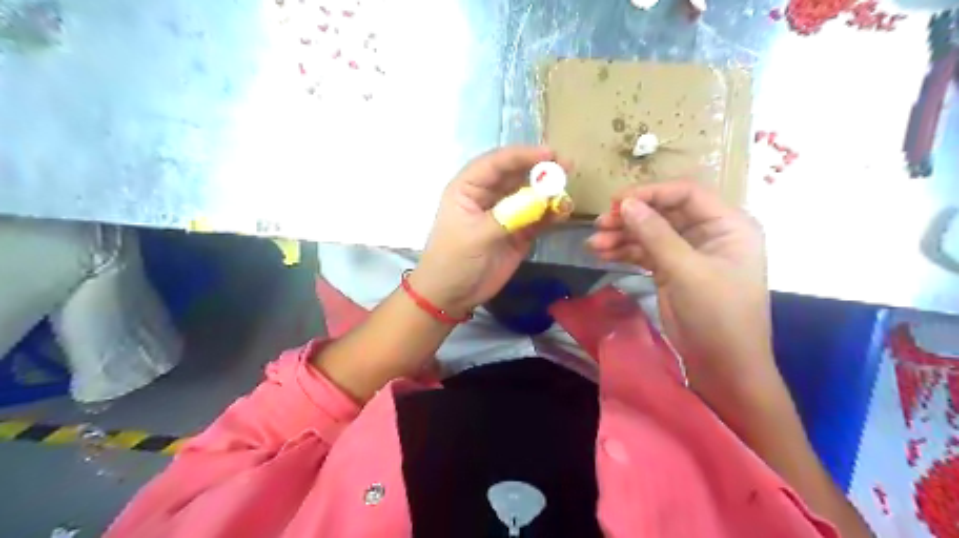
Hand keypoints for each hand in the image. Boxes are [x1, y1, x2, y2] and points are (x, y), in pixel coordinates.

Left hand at [411, 144, 567, 317]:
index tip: (549, 154)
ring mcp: (505, 214)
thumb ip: (509, 216)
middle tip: (567, 167)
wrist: (451, 295)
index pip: (496, 163)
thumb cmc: (453, 260)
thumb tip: (542, 199)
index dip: (522, 155)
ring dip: (549, 193)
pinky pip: (537, 218)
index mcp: (469, 188)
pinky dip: (550, 215)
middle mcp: (488, 196)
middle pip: (517, 175)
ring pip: (530, 196)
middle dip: (540, 170)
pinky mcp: (518, 233)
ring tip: (567, 194)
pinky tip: (563, 213)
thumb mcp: (476, 236)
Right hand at [586, 182, 777, 398]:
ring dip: (622, 236)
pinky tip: (603, 254)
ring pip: (651, 233)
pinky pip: (646, 253)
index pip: (687, 193)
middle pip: (665, 212)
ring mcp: (689, 253)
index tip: (617, 202)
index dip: (651, 193)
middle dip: (631, 217)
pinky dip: (625, 252)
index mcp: (728, 225)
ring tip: (593, 244)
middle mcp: (709, 233)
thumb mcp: (686, 271)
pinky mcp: (673, 270)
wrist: (722, 365)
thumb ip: (656, 234)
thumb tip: (626, 203)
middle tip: (599, 224)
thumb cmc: (717, 314)